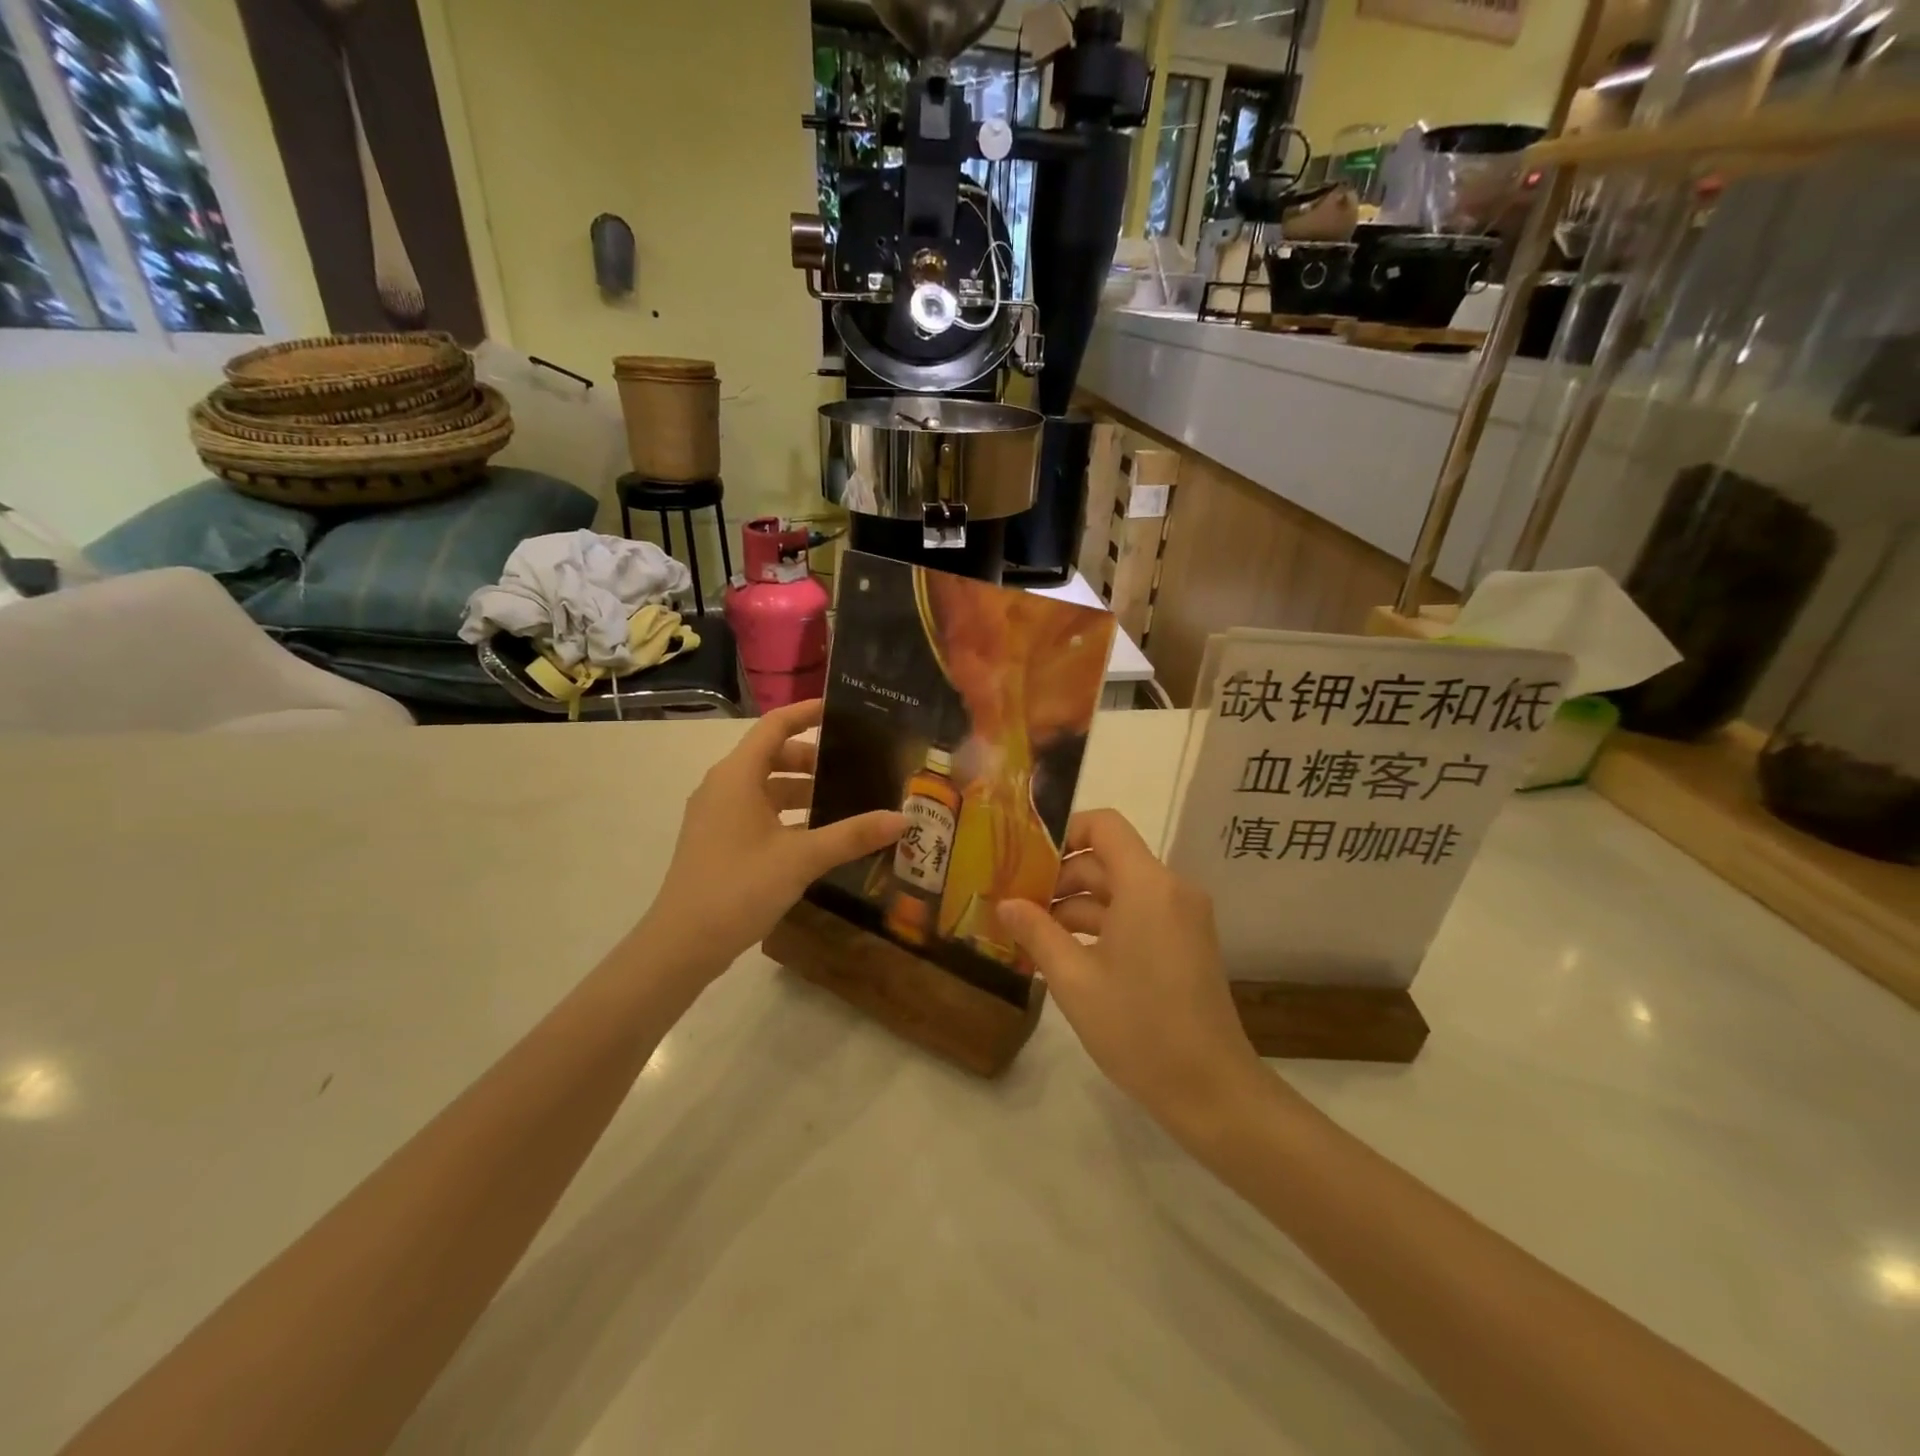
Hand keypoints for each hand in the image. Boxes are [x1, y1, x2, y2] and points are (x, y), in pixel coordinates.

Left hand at [641, 700, 903, 976]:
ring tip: (844, 801)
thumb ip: (853, 835)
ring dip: (802, 790)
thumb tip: (902, 818)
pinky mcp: (718, 841)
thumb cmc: (739, 887)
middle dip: (813, 758)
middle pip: (772, 756)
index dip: (807, 713)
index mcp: (737, 775)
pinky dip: (787, 814)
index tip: (843, 710)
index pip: (775, 726)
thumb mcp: (802, 858)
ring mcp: (718, 815)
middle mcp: (723, 786)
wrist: (682, 944)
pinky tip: (817, 836)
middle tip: (855, 766)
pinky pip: (758, 812)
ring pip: (766, 787)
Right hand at [998, 809, 1265, 1132]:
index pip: (1104, 826)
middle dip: (1060, 877)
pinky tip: (1066, 953)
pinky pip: (1138, 914)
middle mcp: (1171, 889)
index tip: (1025, 859)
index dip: (1063, 832)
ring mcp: (1182, 916)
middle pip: (1108, 860)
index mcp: (1148, 885)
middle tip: (1016, 903)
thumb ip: (1036, 932)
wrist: (1211, 1090)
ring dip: (1077, 905)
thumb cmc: (1138, 1029)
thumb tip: (1004, 903)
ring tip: (1032, 934)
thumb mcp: (1074, 980)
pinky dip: (1102, 924)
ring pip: (1120, 890)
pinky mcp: (1186, 941)